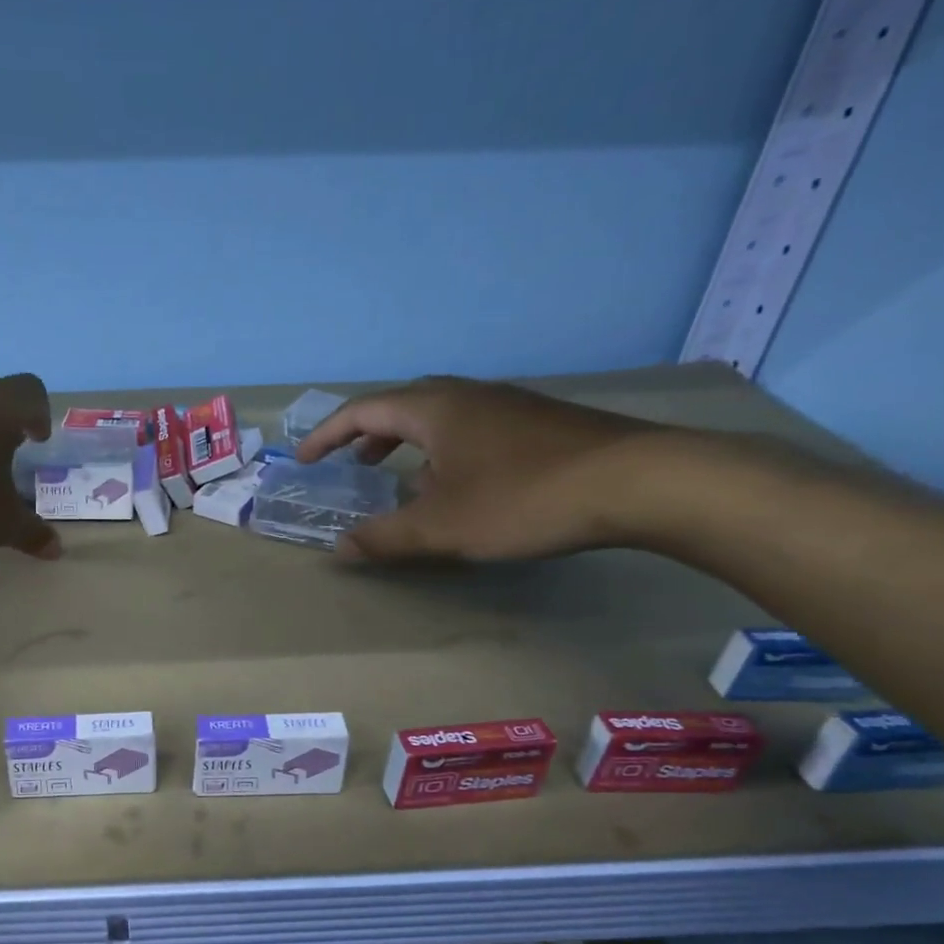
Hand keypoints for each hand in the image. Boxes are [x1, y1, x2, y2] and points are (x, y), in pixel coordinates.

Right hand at [296, 376, 664, 561]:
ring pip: (441, 416)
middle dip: (368, 435)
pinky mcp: (539, 422)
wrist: (639, 481)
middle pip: (401, 405)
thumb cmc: (523, 498)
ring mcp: (508, 404)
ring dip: (409, 444)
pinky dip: (446, 451)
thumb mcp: (442, 528)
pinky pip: (472, 428)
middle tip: (352, 466)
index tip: (304, 460)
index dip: (326, 436)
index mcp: (434, 408)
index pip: (362, 411)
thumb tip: (341, 548)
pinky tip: (463, 485)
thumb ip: (386, 537)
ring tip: (402, 479)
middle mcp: (468, 394)